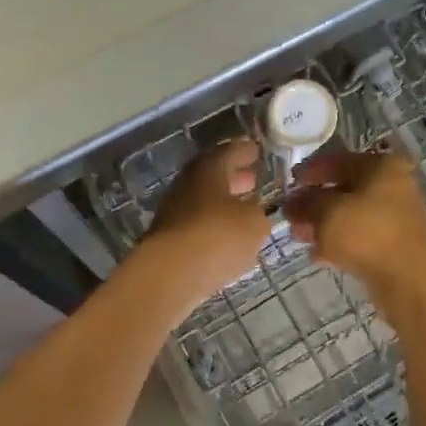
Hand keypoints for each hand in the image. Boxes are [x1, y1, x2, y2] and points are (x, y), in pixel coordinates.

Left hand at [144, 140, 272, 299]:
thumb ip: (257, 213)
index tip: (256, 151)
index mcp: (208, 169)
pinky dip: (212, 226)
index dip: (244, 151)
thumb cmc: (217, 236)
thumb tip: (252, 213)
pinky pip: (196, 225)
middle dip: (233, 177)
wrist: (170, 274)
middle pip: (212, 176)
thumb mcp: (254, 223)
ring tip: (243, 211)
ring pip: (203, 201)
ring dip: (222, 203)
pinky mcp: (168, 240)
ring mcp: (173, 212)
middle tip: (252, 180)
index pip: (229, 152)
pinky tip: (227, 237)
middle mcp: (187, 184)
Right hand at [283, 149, 425, 299]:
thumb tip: (292, 201)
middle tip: (290, 216)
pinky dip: (339, 242)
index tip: (288, 183)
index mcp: (381, 166)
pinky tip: (318, 255)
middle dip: (314, 202)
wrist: (413, 283)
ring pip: (350, 215)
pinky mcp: (395, 245)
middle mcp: (393, 186)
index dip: (309, 171)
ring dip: (323, 224)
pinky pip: (360, 237)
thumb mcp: (327, 213)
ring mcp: (396, 217)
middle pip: (344, 188)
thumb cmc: (369, 234)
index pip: (337, 160)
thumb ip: (306, 203)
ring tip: (299, 237)